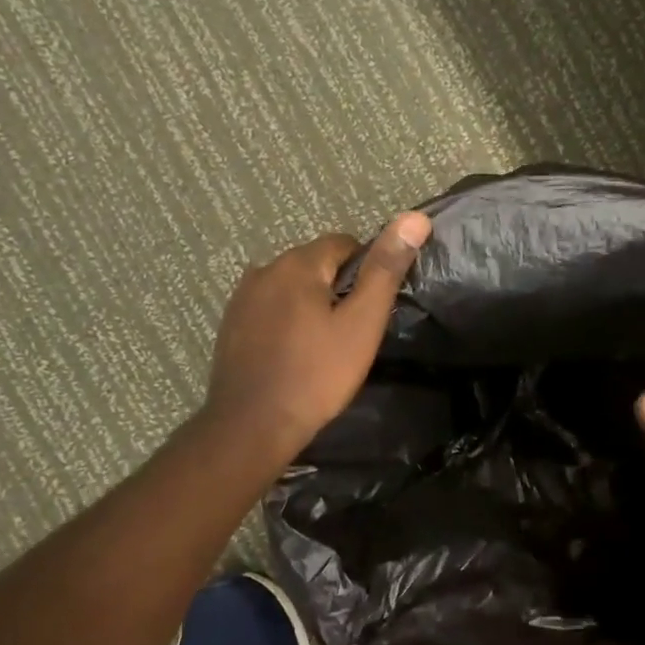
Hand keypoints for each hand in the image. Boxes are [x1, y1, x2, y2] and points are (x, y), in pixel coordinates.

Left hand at [205, 213, 431, 460]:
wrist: (252, 426)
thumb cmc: (317, 374)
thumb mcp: (362, 323)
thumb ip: (385, 269)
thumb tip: (414, 218)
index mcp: (297, 263)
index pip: (344, 243)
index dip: (366, 270)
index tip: (373, 307)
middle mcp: (264, 269)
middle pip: (314, 263)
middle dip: (337, 286)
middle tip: (354, 329)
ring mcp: (241, 298)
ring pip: (291, 287)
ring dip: (311, 303)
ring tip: (326, 343)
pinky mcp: (230, 325)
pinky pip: (270, 308)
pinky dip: (287, 320)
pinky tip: (295, 352)